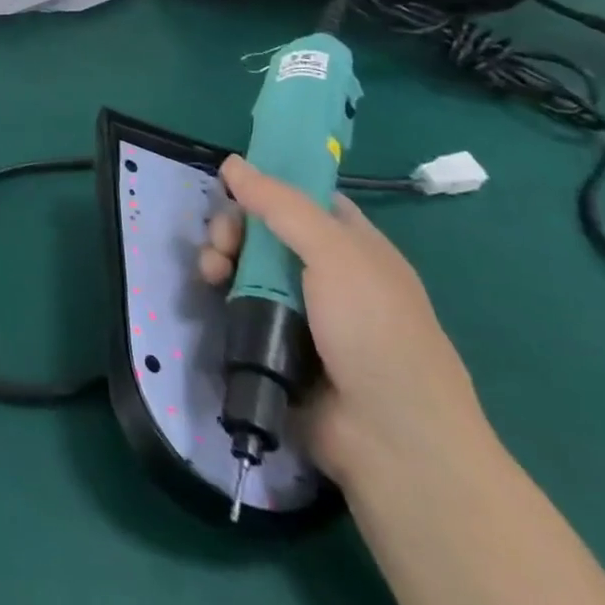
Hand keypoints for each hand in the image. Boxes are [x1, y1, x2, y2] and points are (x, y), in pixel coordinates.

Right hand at [198, 156, 495, 492]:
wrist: (393, 443)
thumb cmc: (375, 333)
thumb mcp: (334, 253)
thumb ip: (280, 204)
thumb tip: (233, 162)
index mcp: (353, 245)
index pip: (303, 198)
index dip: (267, 185)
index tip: (230, 183)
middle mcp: (326, 273)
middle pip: (265, 229)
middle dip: (234, 227)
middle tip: (222, 243)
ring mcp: (300, 310)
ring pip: (247, 265)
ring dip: (221, 258)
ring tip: (211, 272)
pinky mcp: (274, 342)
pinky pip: (240, 304)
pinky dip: (222, 293)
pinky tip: (211, 292)